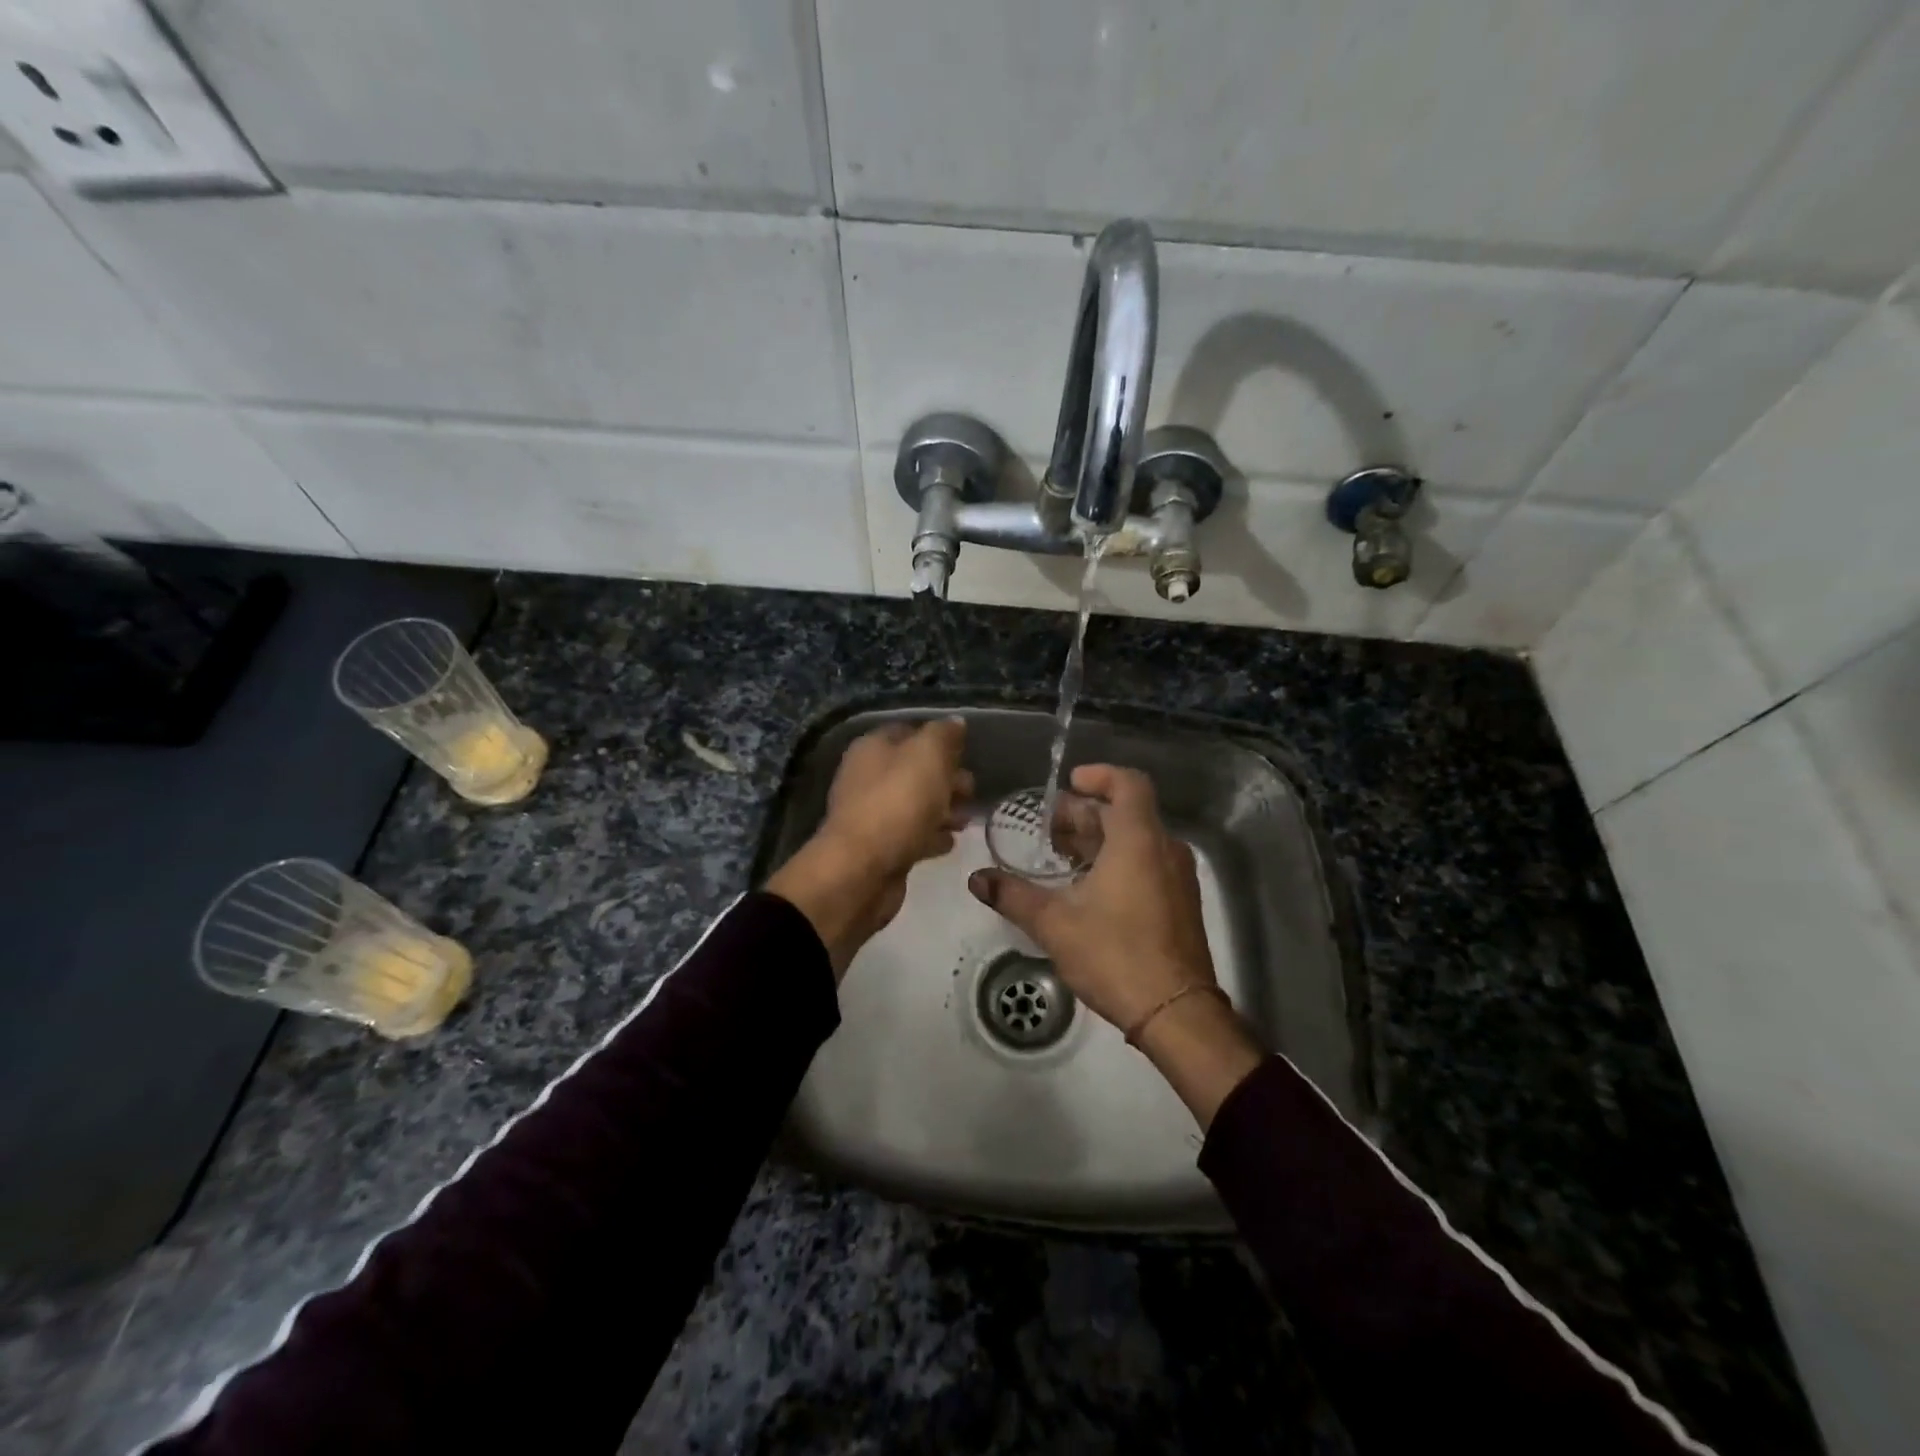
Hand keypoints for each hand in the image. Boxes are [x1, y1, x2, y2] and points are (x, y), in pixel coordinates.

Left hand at [768, 718, 970, 974]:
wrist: (862, 870)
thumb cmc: (898, 802)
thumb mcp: (928, 755)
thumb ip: (944, 735)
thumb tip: (955, 723)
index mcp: (872, 747)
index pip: (909, 732)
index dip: (939, 739)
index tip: (966, 753)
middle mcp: (867, 777)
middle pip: (914, 770)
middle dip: (946, 778)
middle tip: (971, 791)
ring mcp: (872, 814)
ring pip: (915, 804)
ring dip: (942, 809)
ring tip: (967, 820)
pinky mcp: (880, 848)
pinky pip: (911, 834)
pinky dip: (931, 835)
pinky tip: (950, 842)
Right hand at [968, 763, 1262, 1126]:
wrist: (1176, 1013)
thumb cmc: (1116, 954)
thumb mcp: (1055, 924)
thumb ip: (1013, 896)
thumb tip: (976, 880)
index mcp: (1138, 840)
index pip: (1128, 783)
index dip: (1099, 775)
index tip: (1070, 782)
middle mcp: (1164, 849)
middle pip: (1126, 813)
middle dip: (1085, 814)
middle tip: (1048, 828)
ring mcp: (1177, 877)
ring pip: (1136, 840)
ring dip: (1099, 840)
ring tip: (1061, 857)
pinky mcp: (1180, 903)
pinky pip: (1147, 863)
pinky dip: (1117, 861)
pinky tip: (1087, 887)